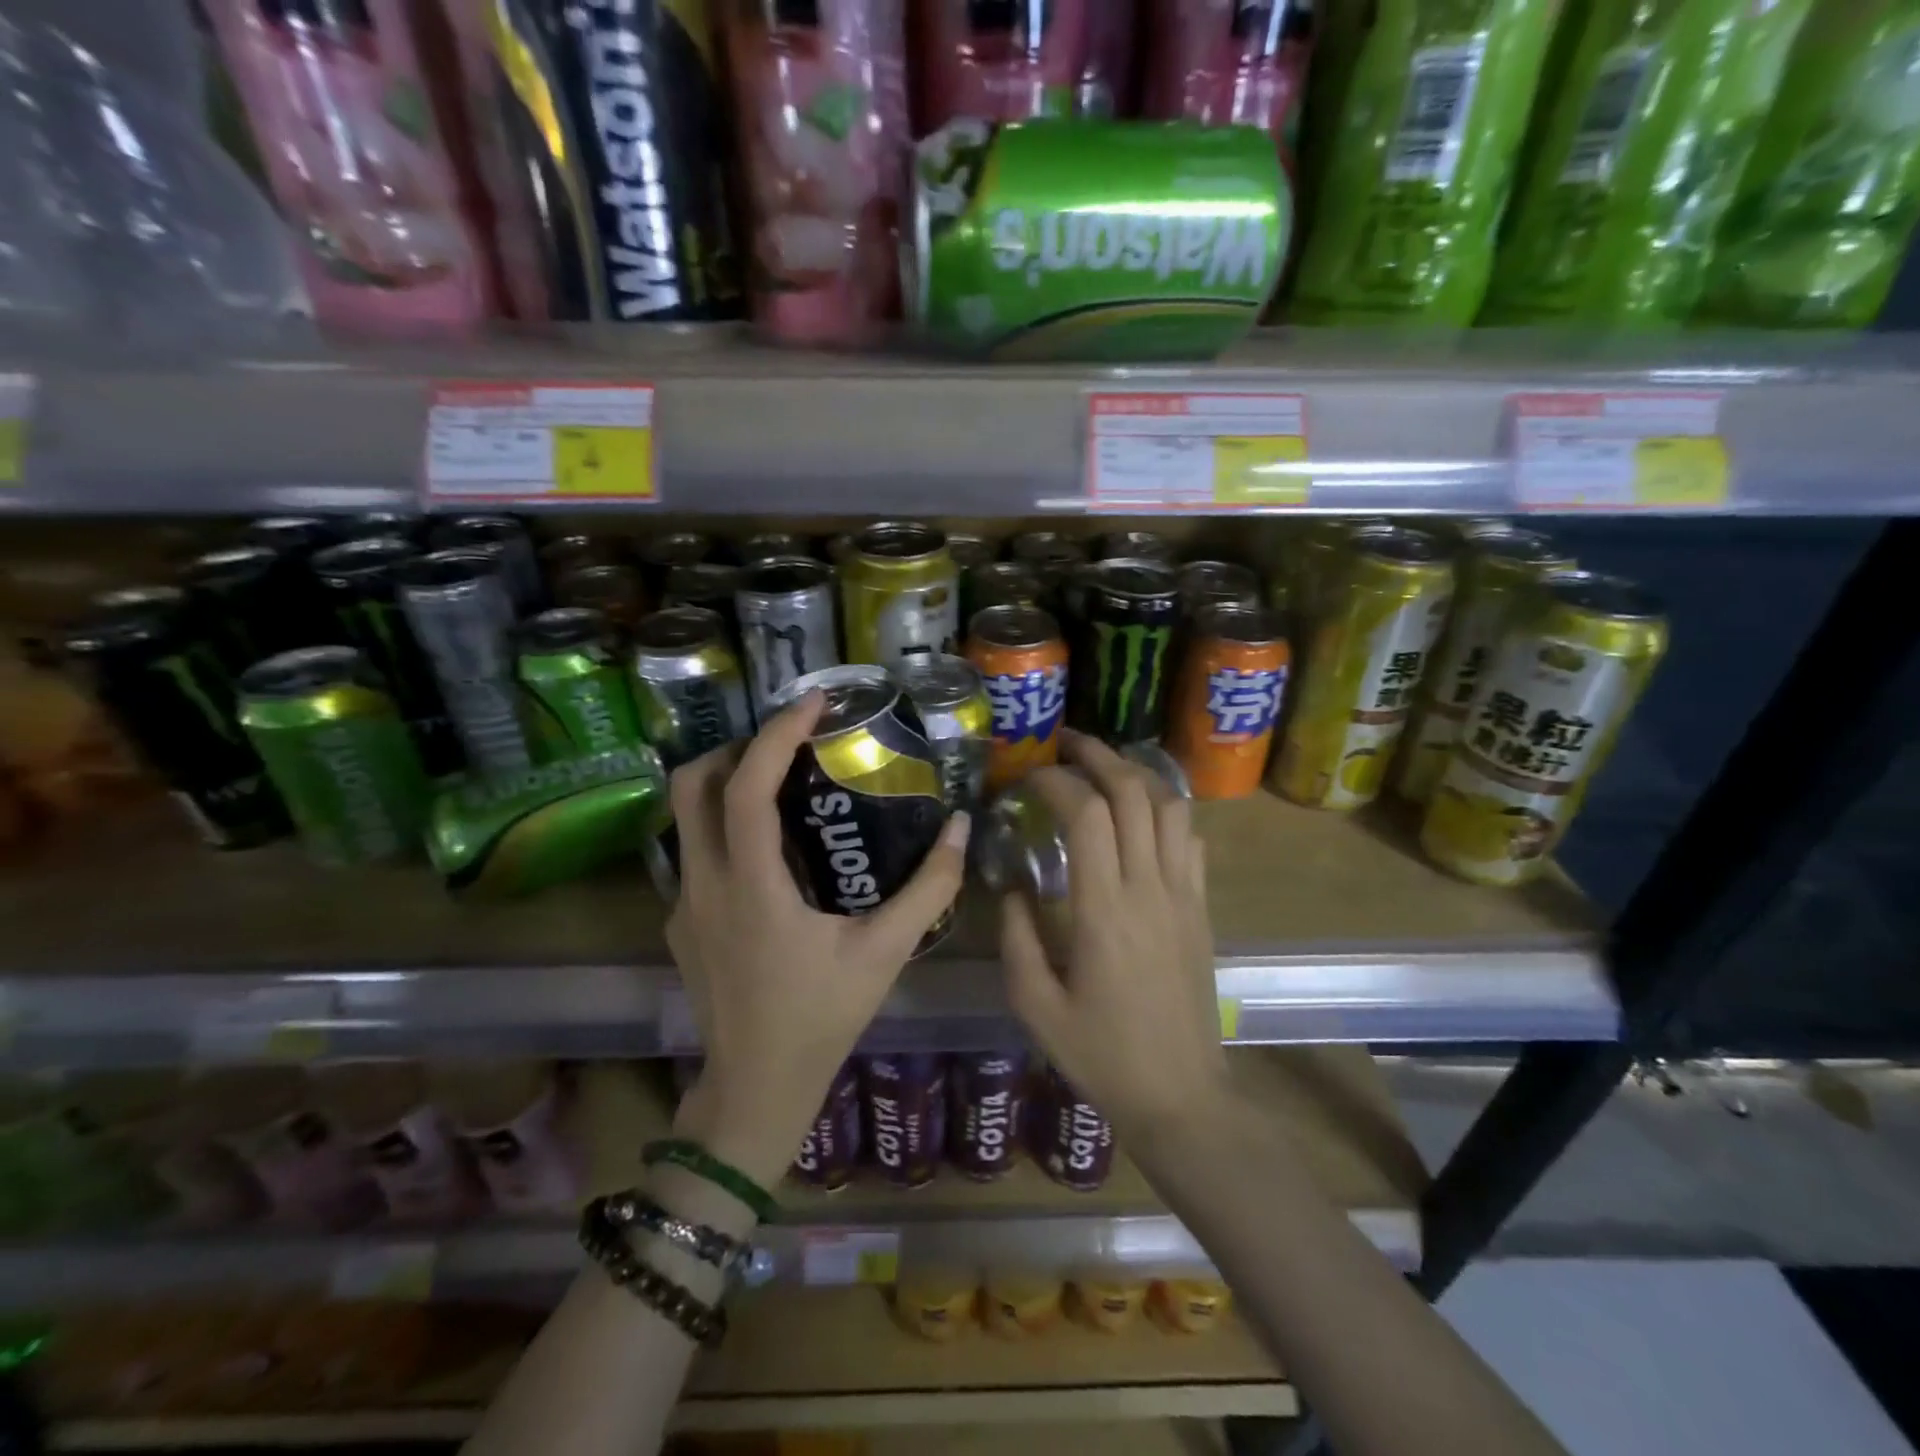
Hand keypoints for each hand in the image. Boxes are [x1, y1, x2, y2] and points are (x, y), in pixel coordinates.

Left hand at [665, 691, 970, 1189]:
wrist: (755, 1090)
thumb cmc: (821, 1019)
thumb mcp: (886, 952)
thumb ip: (930, 887)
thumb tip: (961, 828)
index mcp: (752, 887)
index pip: (746, 787)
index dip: (777, 734)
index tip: (813, 702)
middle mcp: (704, 885)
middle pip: (692, 784)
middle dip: (738, 746)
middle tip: (791, 741)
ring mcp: (682, 904)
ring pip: (684, 816)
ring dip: (725, 783)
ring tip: (782, 782)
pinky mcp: (679, 923)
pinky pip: (695, 852)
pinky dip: (725, 827)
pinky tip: (772, 852)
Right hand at [1001, 731, 1227, 1139]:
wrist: (1181, 1097)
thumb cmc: (1101, 1055)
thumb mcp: (1035, 1005)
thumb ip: (1017, 937)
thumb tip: (1014, 886)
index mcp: (1103, 910)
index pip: (1086, 815)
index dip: (1057, 781)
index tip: (1029, 776)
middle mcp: (1149, 889)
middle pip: (1134, 794)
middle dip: (1099, 756)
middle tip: (1067, 743)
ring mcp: (1183, 895)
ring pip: (1171, 807)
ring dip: (1137, 774)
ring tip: (1105, 767)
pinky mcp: (1202, 909)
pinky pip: (1191, 840)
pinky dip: (1167, 810)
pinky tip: (1143, 814)